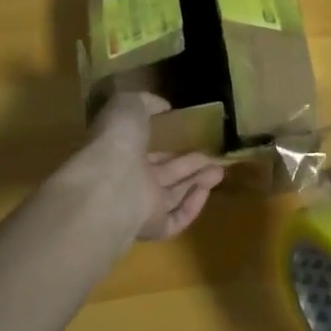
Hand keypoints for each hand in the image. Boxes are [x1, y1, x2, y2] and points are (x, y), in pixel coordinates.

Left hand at [65, 93, 224, 243]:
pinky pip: (178, 219)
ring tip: (221, 170)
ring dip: (198, 182)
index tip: (189, 139)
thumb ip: (146, 102)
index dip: (168, 147)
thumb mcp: (129, 105)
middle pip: (165, 174)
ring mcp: (141, 206)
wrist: (110, 184)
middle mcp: (130, 180)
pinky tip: (207, 190)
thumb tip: (163, 106)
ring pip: (174, 195)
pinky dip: (193, 205)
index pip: (147, 152)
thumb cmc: (117, 140)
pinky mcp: (154, 228)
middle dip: (190, 165)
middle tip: (214, 157)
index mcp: (120, 152)